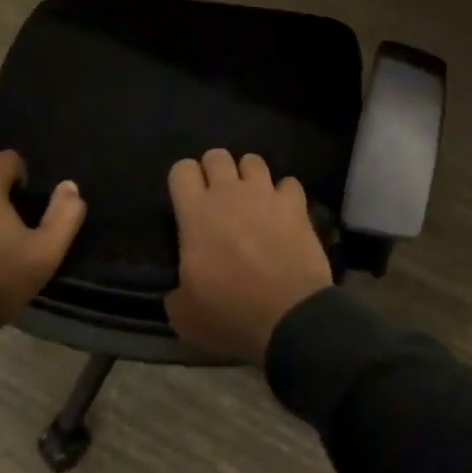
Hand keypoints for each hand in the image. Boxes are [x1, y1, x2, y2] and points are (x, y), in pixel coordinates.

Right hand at [164, 149, 332, 362]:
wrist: (289, 317)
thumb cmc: (230, 314)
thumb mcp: (185, 315)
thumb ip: (176, 290)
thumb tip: (179, 287)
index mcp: (196, 213)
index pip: (182, 169)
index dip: (183, 181)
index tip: (187, 200)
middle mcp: (229, 192)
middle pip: (217, 155)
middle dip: (215, 171)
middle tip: (218, 199)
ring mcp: (264, 193)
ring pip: (253, 160)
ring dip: (249, 177)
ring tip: (252, 200)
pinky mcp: (295, 204)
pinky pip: (289, 184)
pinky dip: (285, 195)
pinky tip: (284, 213)